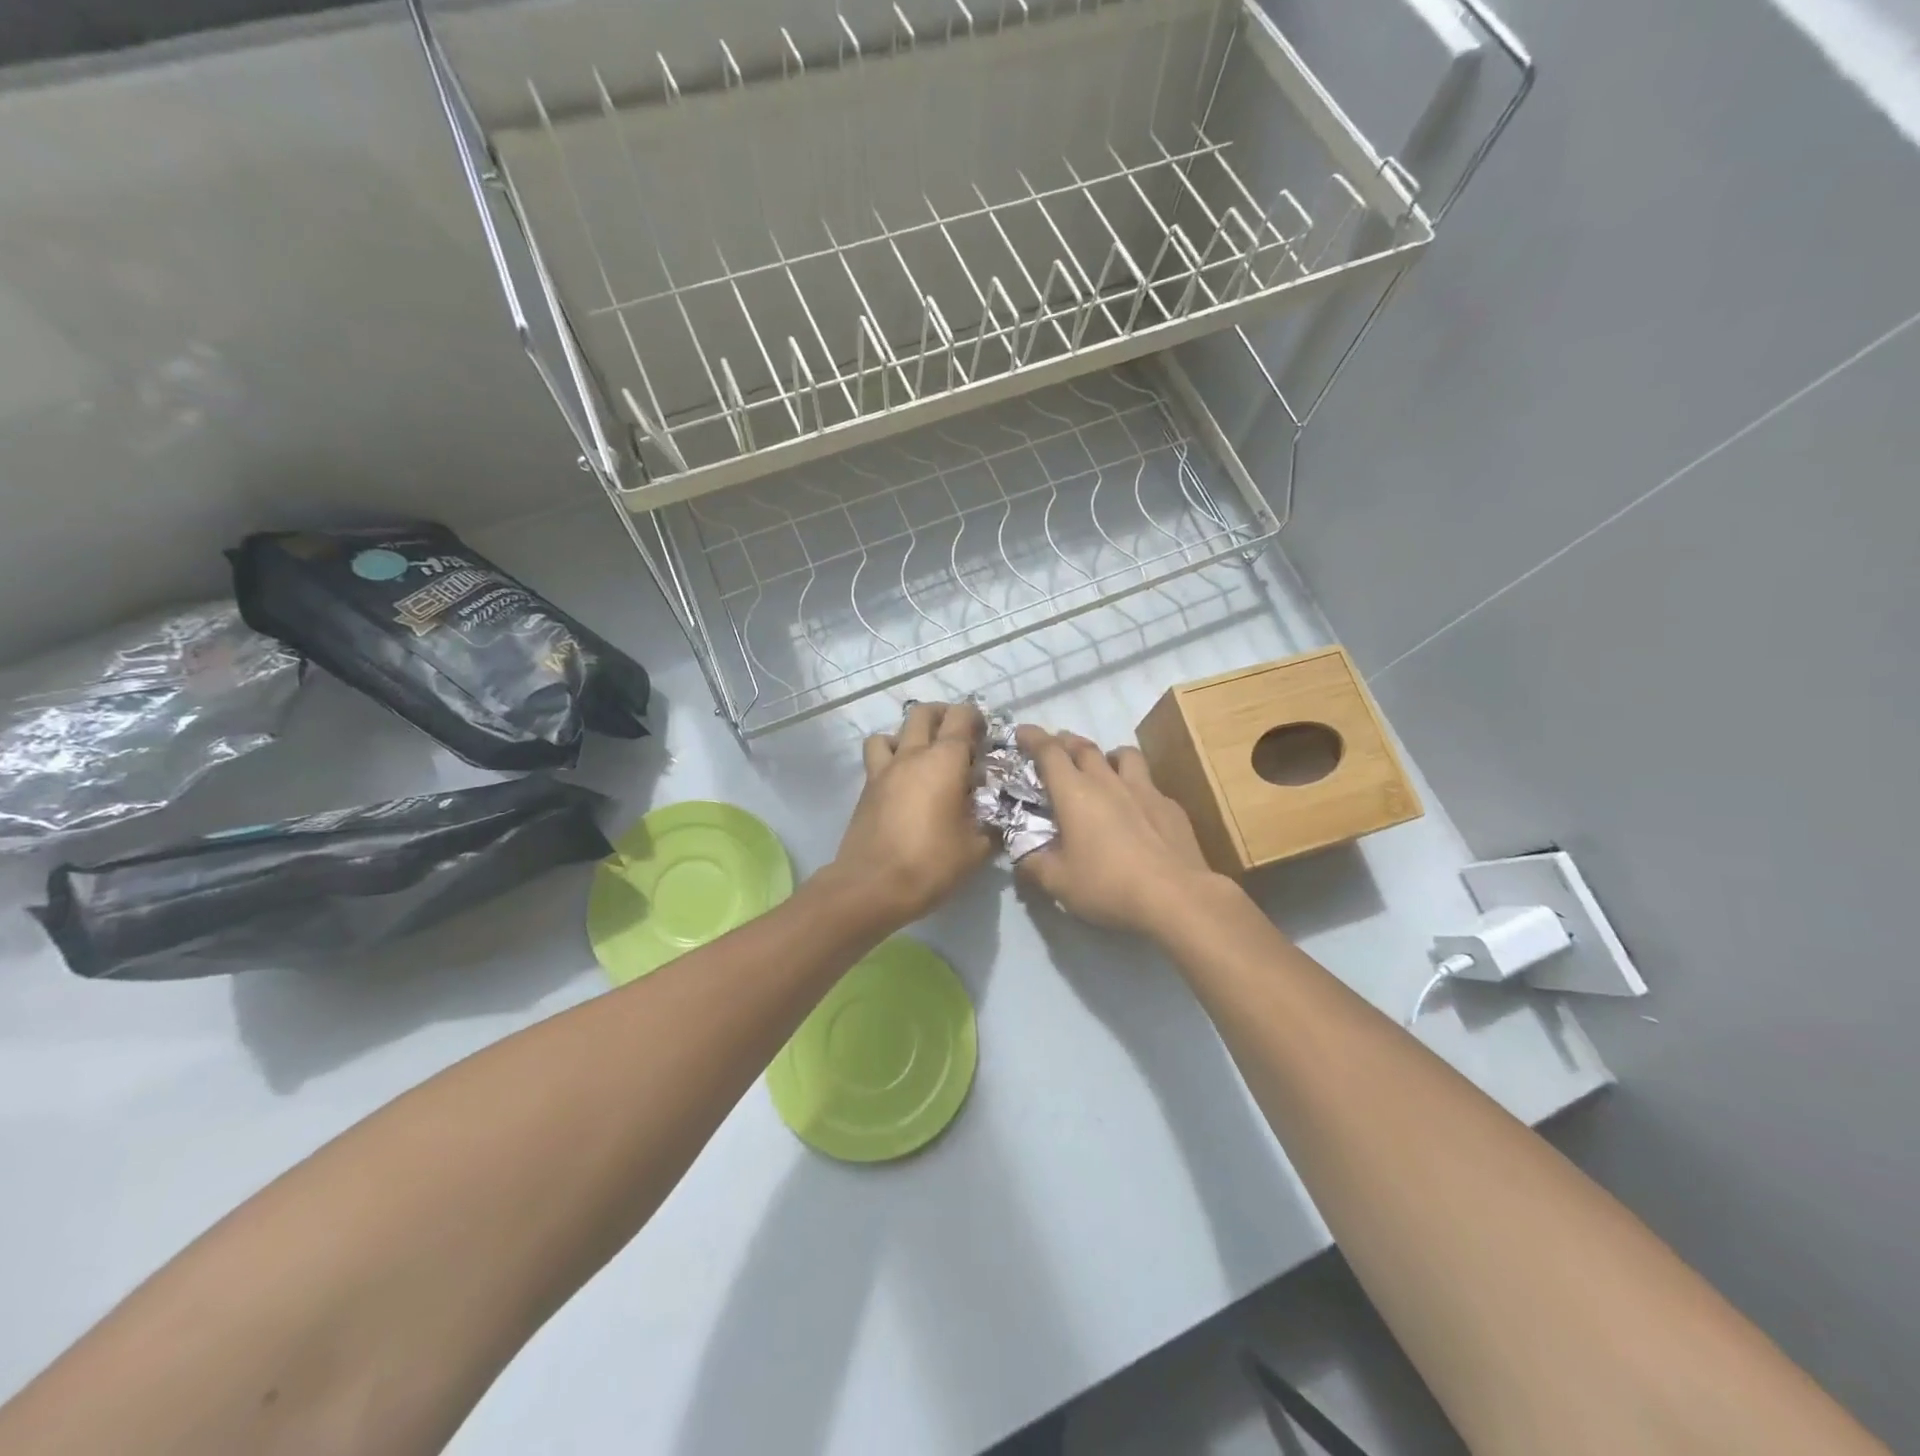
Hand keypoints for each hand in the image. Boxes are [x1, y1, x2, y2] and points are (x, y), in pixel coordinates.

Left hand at [831, 701, 992, 924]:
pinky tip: (901, 779)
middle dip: (944, 715)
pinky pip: (876, 756)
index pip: (962, 718)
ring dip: (910, 734)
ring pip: (892, 731)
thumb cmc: (930, 864)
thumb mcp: (976, 849)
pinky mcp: (866, 788)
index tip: (987, 735)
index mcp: (945, 761)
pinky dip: (888, 755)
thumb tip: (999, 817)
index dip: (977, 718)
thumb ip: (992, 825)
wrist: (871, 887)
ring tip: (924, 755)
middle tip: (959, 737)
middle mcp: (912, 755)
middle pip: (924, 713)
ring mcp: (884, 770)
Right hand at [1014, 726, 1223, 936]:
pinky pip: (1148, 784)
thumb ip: (1033, 864)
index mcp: (1075, 793)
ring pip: (1124, 755)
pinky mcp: (1171, 807)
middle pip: (1084, 747)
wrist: (1177, 897)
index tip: (1021, 732)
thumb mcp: (1057, 883)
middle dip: (1065, 742)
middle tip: (1055, 748)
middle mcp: (1108, 781)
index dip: (1032, 738)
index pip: (1049, 752)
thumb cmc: (1108, 886)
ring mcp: (1145, 790)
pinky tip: (1137, 807)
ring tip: (1101, 767)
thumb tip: (1020, 854)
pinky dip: (1135, 787)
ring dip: (1106, 755)